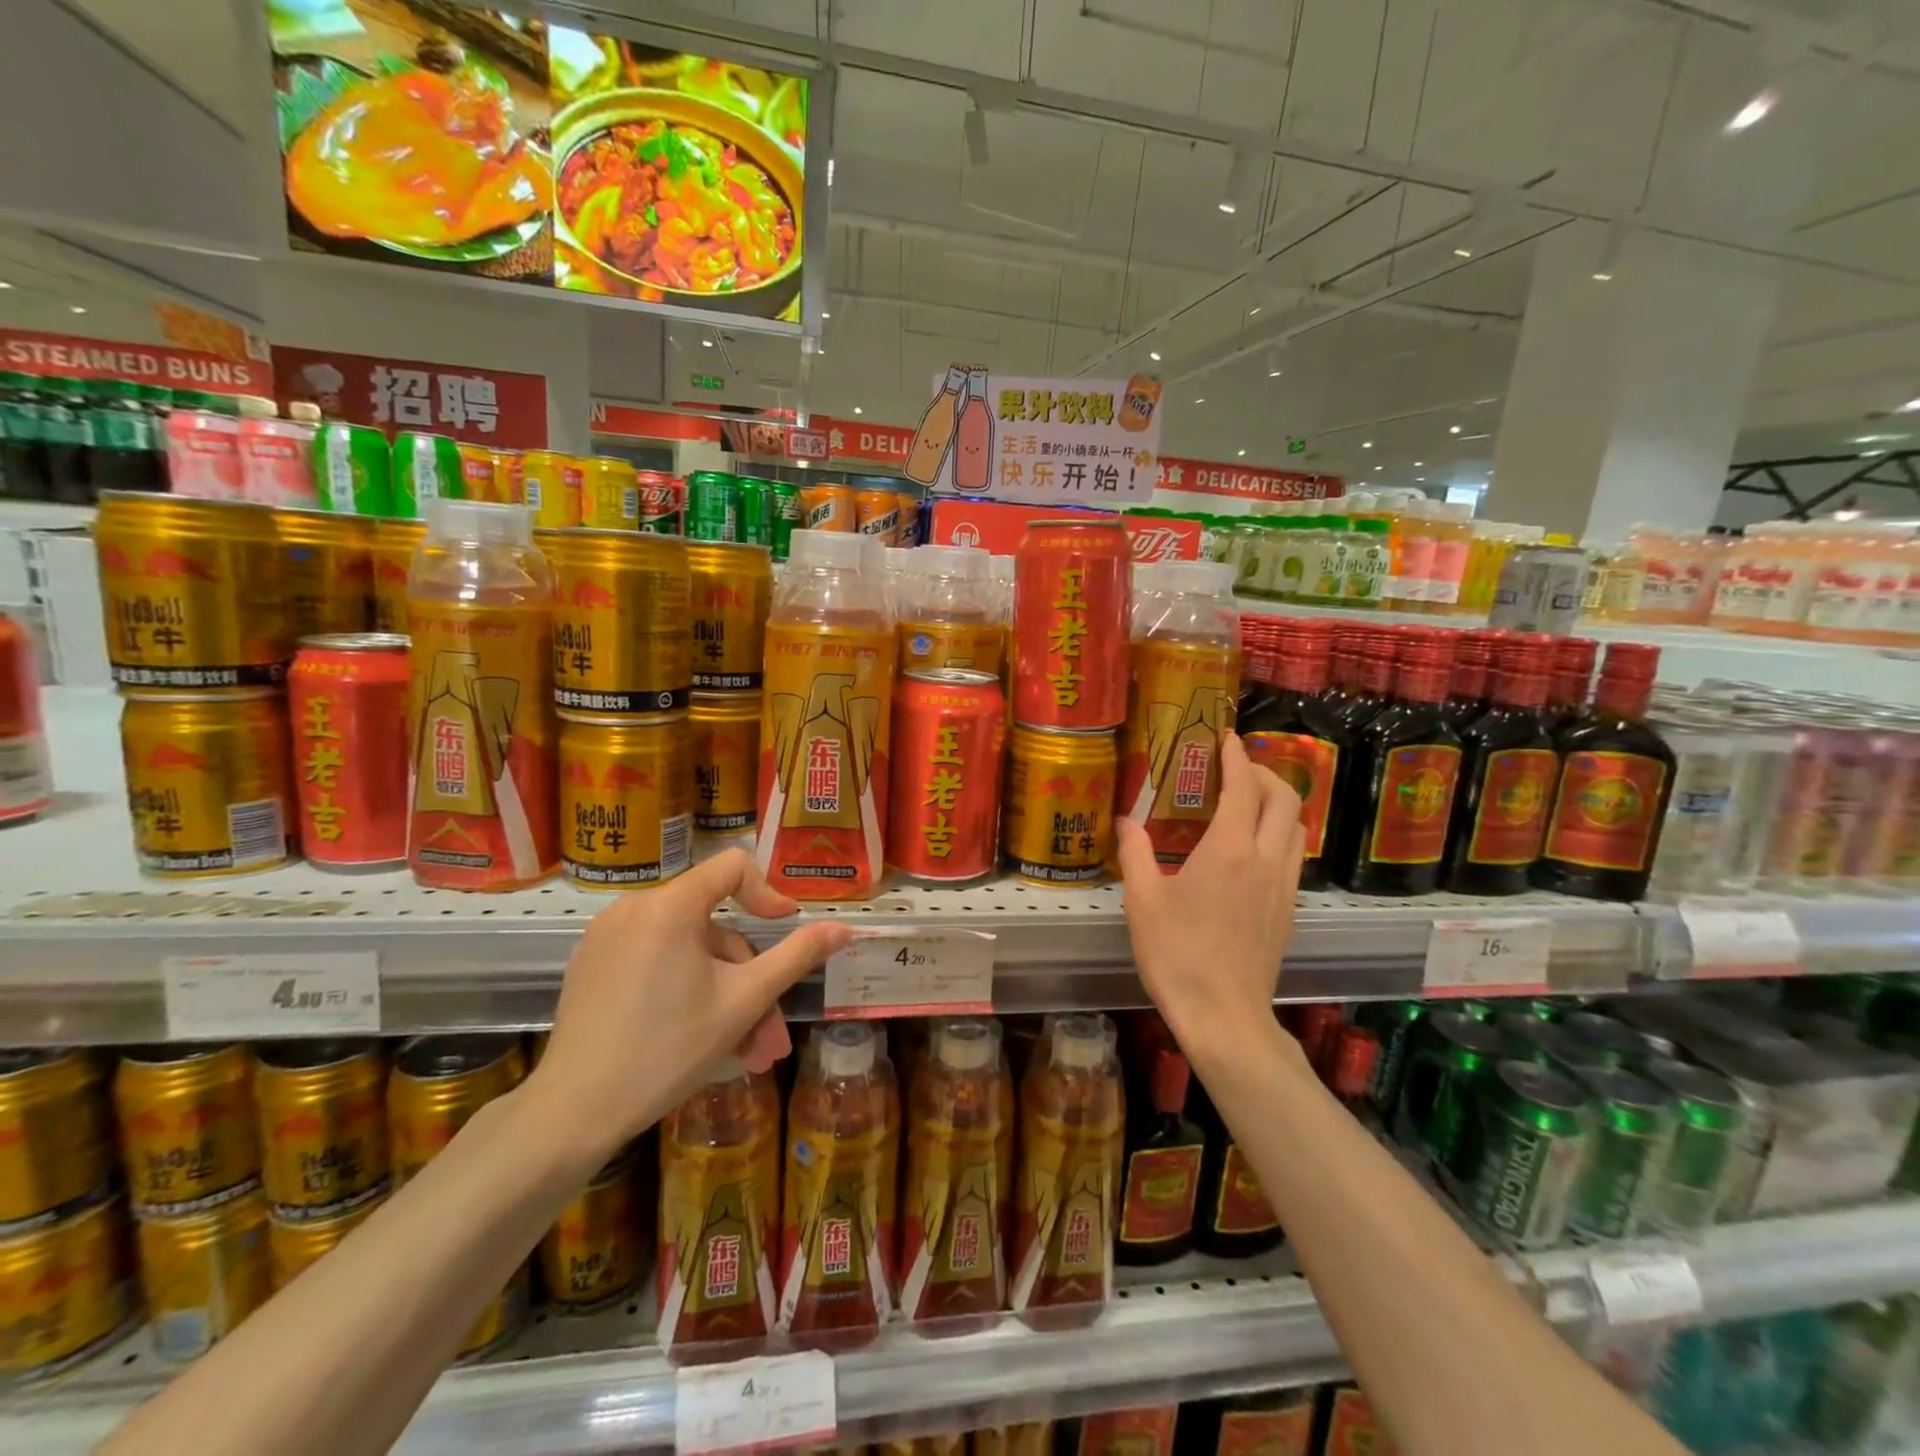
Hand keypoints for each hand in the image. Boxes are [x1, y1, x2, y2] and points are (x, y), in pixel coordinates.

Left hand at [528, 850, 853, 1160]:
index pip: (733, 868)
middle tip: (768, 1037)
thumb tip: (844, 929)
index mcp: (671, 905)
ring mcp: (607, 936)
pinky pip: (655, 961)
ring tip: (742, 1053)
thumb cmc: (668, 1050)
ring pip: (688, 952)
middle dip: (749, 980)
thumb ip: (797, 956)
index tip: (786, 929)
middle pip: (714, 927)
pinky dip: (685, 990)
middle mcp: (635, 907)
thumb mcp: (745, 1001)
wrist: (573, 1113)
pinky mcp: (591, 963)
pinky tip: (698, 1038)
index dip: (767, 894)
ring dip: (723, 995)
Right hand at [1116, 732, 1304, 1072]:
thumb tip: (1125, 821)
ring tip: (1247, 801)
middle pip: (1285, 798)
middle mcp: (1265, 859)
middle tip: (1235, 768)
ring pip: (1297, 825)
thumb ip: (1135, 853)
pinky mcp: (1289, 909)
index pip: (1243, 786)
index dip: (1236, 756)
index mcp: (1228, 850)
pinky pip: (1294, 853)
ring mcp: (1284, 885)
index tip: (1226, 736)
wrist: (1224, 1016)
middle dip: (1264, 772)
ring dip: (1278, 801)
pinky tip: (1252, 847)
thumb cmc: (1177, 956)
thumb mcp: (1142, 901)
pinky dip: (1280, 831)